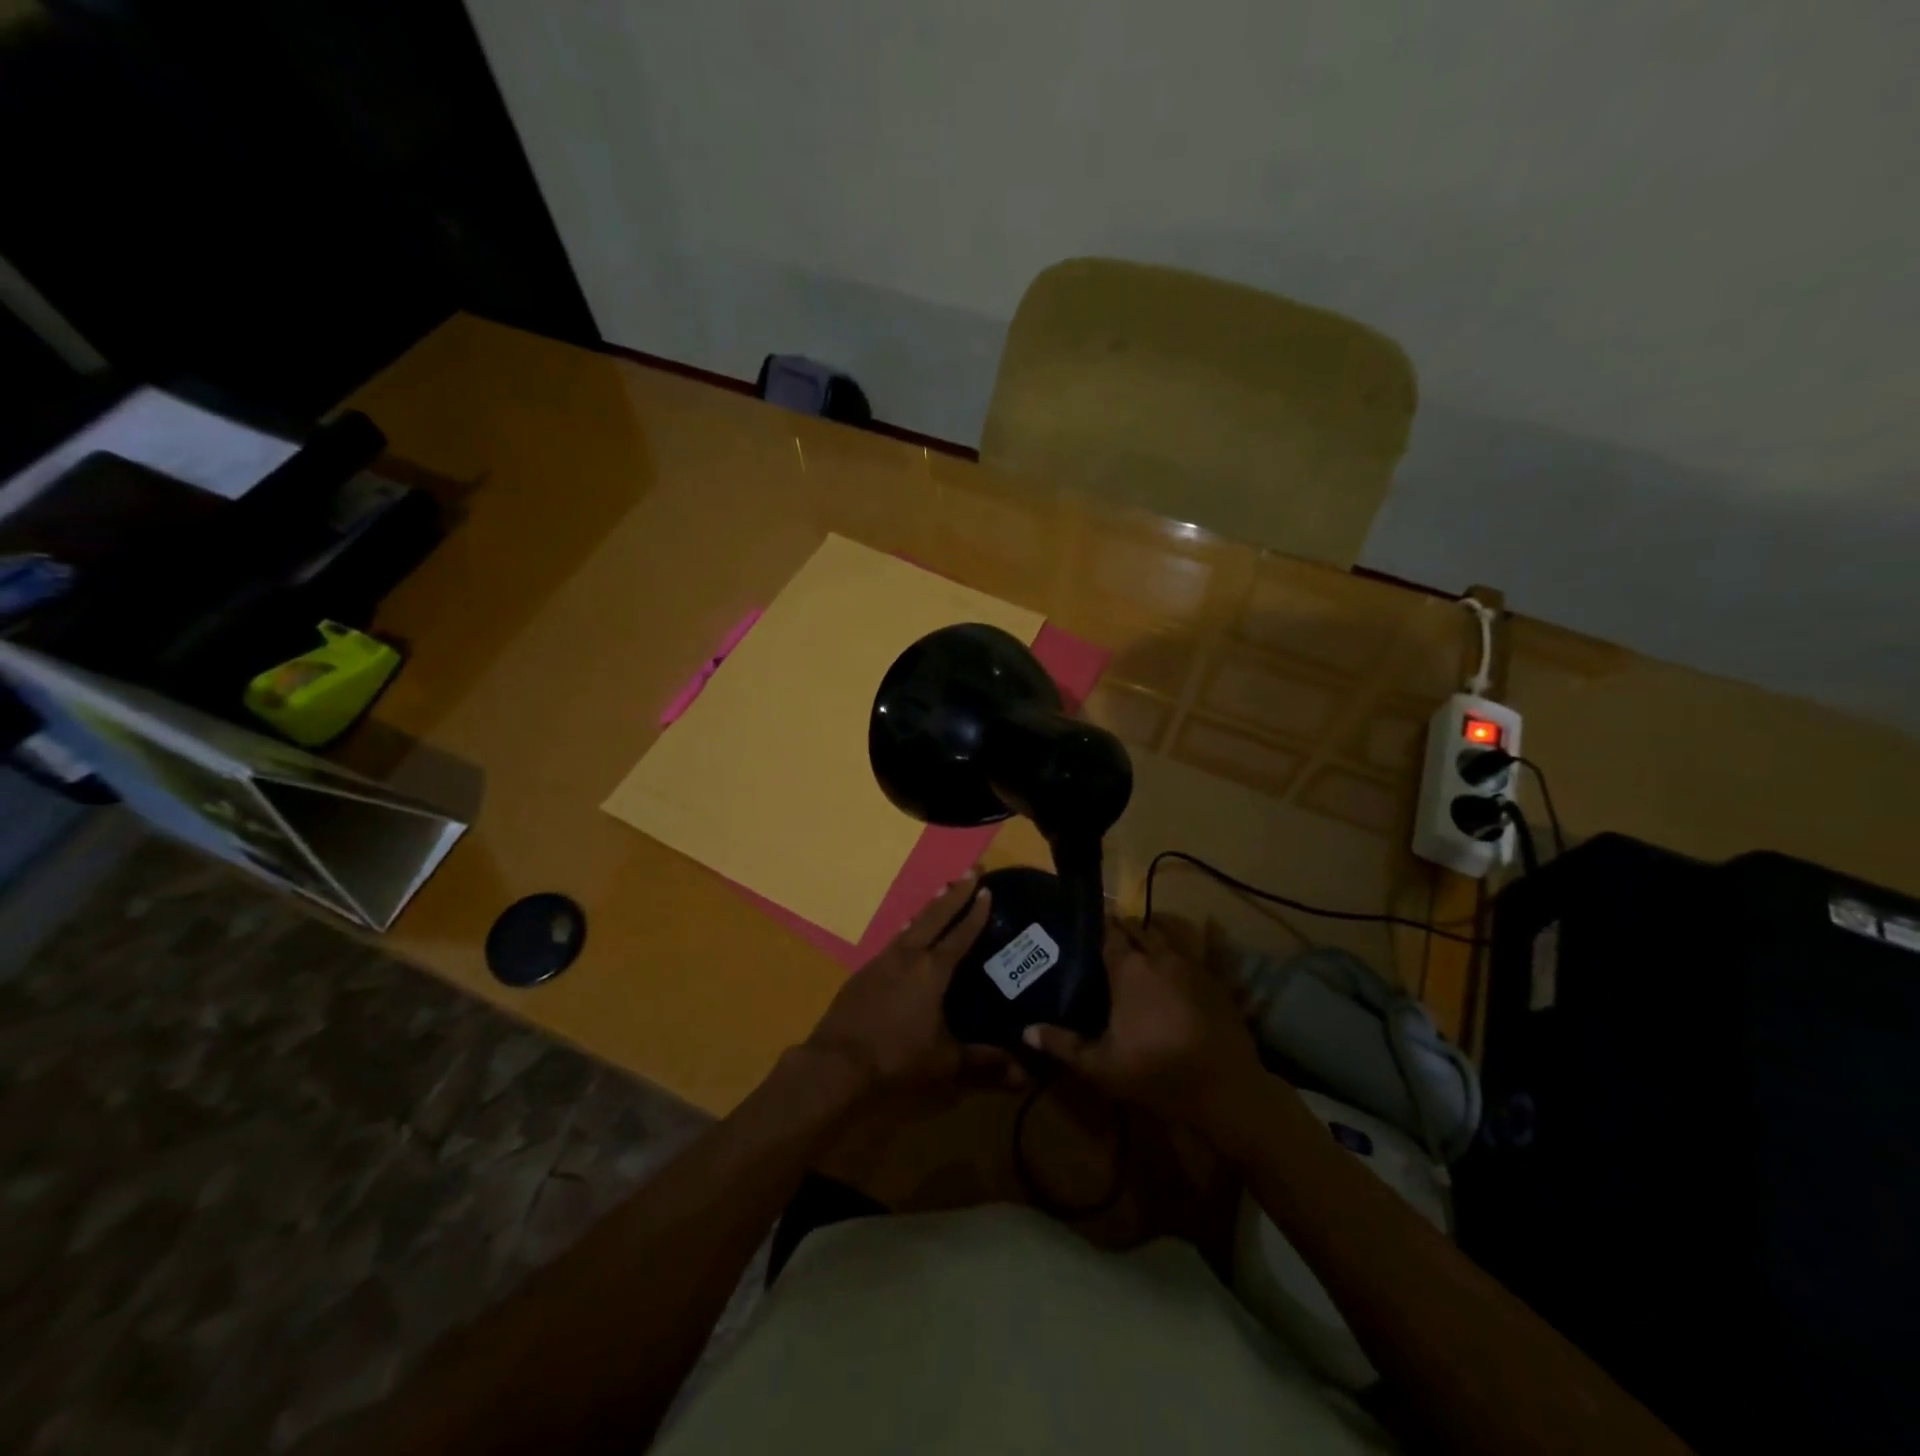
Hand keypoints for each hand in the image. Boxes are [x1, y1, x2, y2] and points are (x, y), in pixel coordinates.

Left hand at [804, 873, 1016, 1096]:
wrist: (834, 1065)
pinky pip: (894, 940)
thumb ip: (985, 1064)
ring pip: (912, 924)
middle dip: (956, 892)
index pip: (960, 935)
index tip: (987, 889)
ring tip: (943, 888)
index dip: (976, 912)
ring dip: (931, 906)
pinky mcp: (863, 973)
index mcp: (932, 972)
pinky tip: (907, 930)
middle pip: (936, 916)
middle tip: (973, 869)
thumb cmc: (896, 1060)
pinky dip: (908, 928)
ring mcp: (882, 962)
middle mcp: (908, 957)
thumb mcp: (945, 1064)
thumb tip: (1025, 1073)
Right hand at [1023, 920, 1266, 1141]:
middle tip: (1112, 932)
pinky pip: (1216, 949)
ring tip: (1146, 931)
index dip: (1099, 926)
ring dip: (1157, 929)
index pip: (1110, 934)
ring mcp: (1194, 966)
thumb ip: (1063, 1045)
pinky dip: (1212, 935)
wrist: (1224, 1092)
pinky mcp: (1220, 980)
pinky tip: (1212, 923)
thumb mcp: (1101, 1066)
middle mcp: (1160, 957)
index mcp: (1129, 970)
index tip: (1087, 922)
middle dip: (1125, 926)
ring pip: (1172, 934)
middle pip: (1139, 928)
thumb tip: (1026, 1030)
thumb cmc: (1156, 1074)